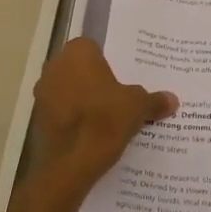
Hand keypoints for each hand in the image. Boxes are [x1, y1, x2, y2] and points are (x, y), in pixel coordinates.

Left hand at [30, 38, 176, 191]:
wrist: (71, 164)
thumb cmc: (104, 121)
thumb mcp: (137, 107)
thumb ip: (153, 100)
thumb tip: (172, 99)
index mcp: (77, 53)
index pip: (94, 47)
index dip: (108, 62)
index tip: (122, 77)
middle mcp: (54, 66)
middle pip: (79, 68)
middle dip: (95, 80)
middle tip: (118, 96)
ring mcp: (42, 92)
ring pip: (68, 89)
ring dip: (82, 99)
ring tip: (106, 116)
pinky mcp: (38, 118)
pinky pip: (60, 110)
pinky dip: (73, 118)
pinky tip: (91, 132)